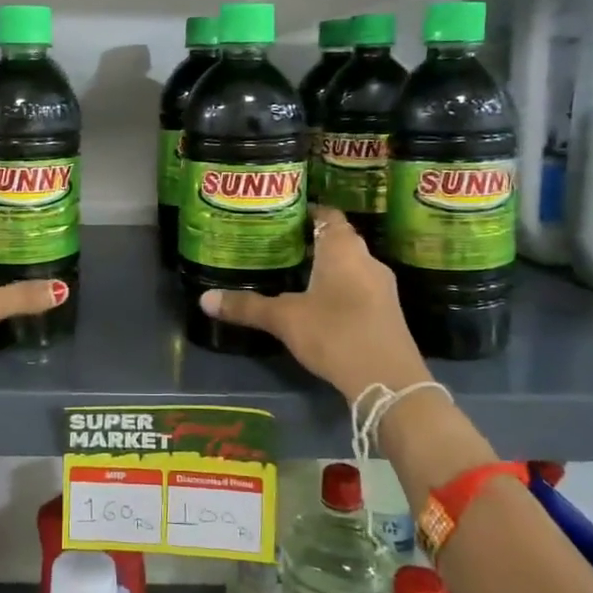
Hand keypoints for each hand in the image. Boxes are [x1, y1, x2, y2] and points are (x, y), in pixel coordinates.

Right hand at [201, 207, 429, 401]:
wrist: (388, 381)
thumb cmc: (335, 333)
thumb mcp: (285, 319)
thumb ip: (247, 306)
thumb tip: (204, 299)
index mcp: (343, 248)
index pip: (327, 215)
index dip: (306, 211)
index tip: (280, 214)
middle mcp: (367, 259)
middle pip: (337, 239)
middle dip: (309, 241)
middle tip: (276, 244)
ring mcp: (381, 286)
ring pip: (348, 265)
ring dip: (324, 267)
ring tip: (290, 273)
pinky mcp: (386, 311)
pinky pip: (358, 287)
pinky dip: (337, 288)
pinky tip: (316, 303)